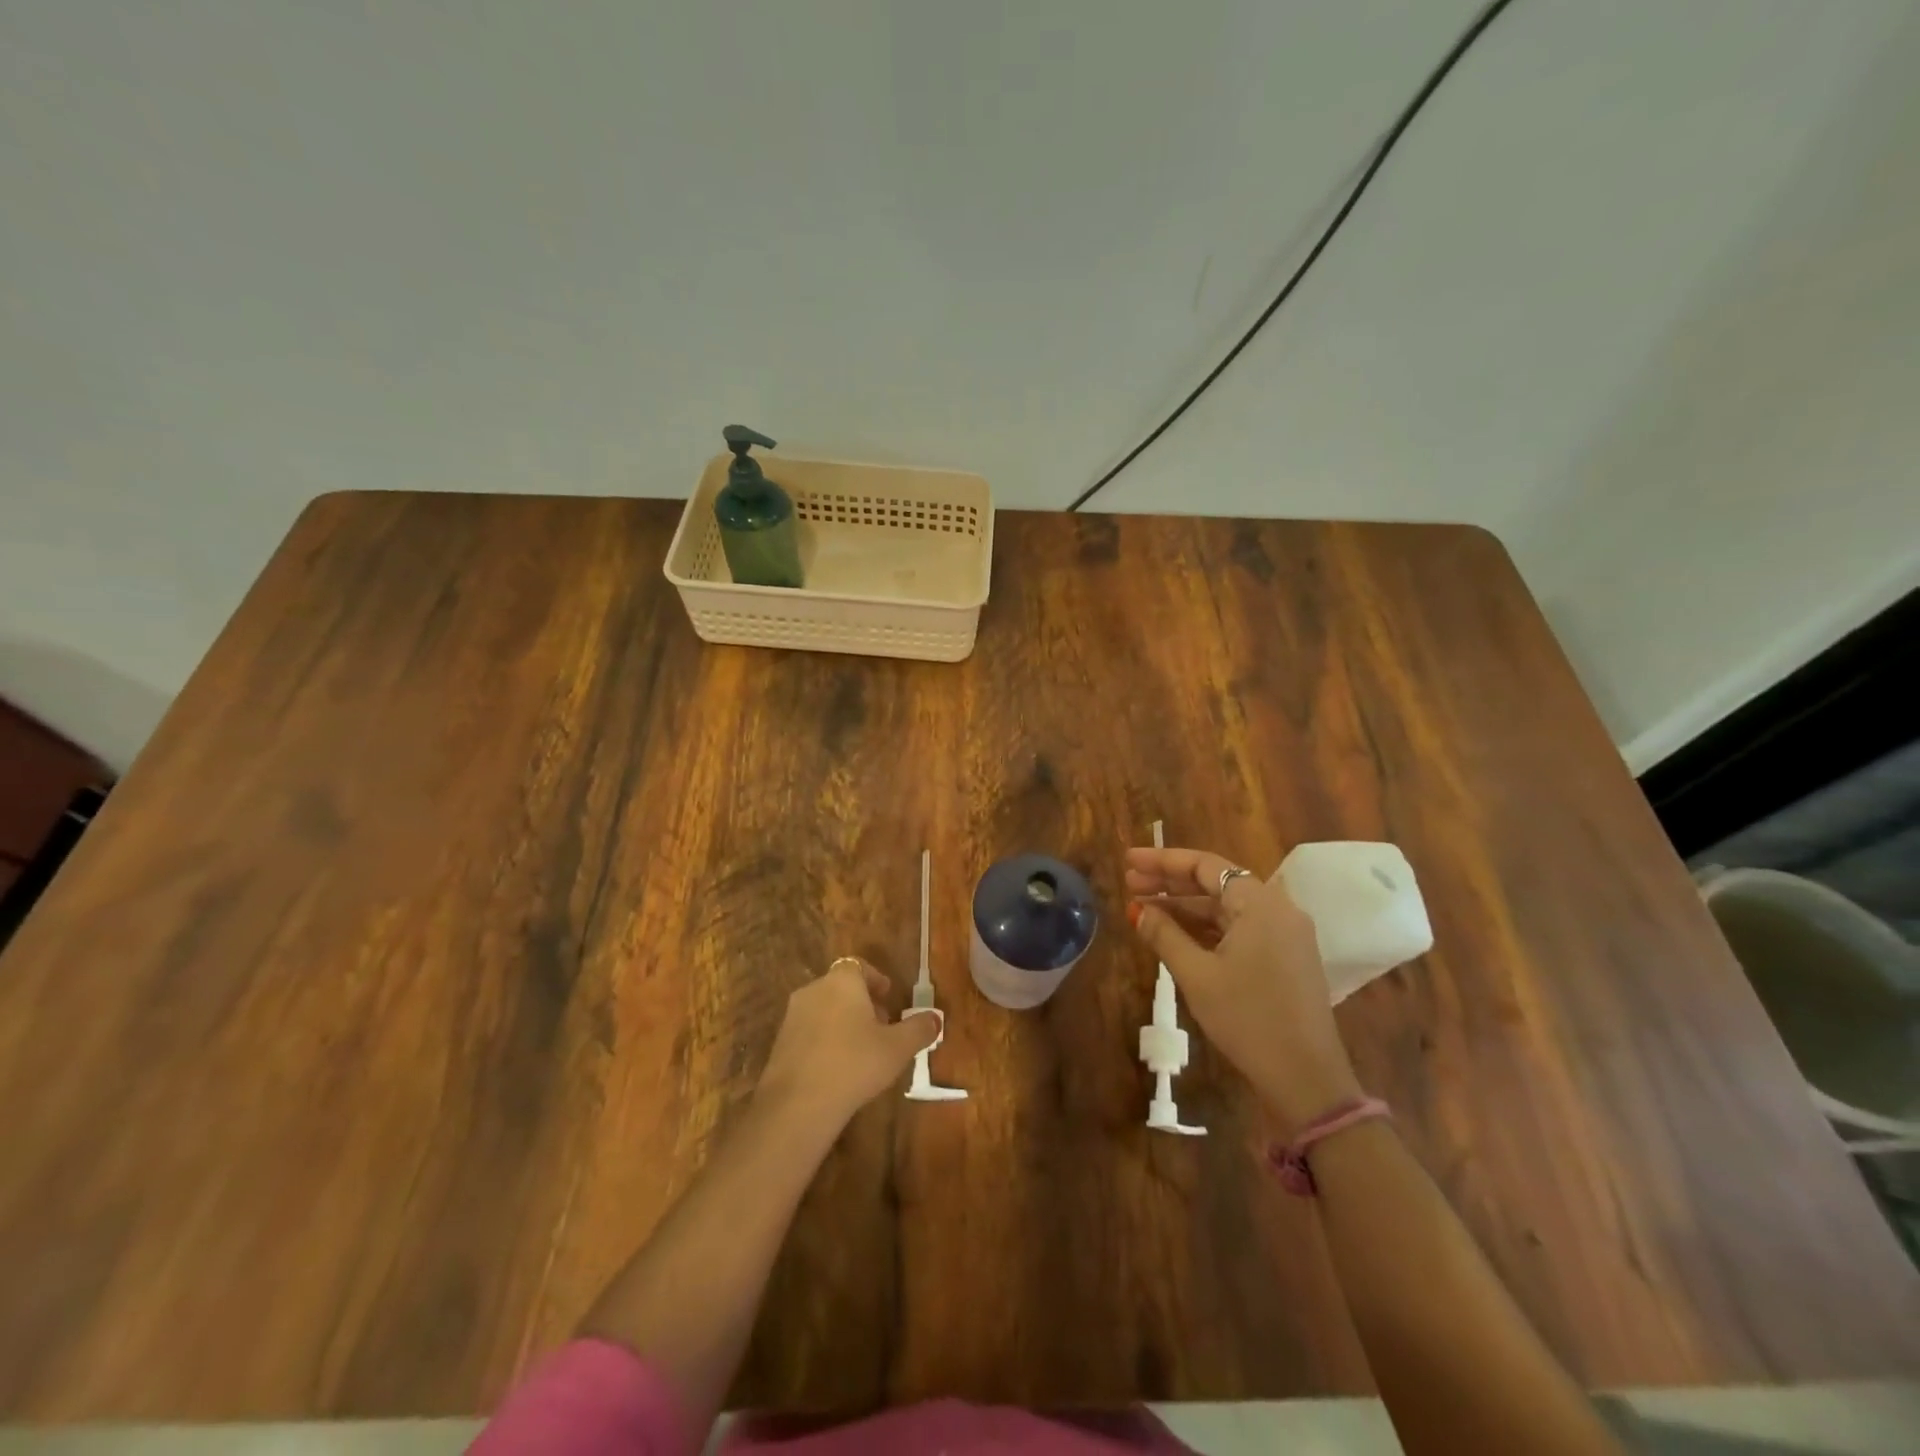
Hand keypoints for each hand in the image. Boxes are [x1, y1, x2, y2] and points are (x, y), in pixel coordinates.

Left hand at [755, 957, 940, 1126]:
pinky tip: (838, 1067)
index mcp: (842, 981)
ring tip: (862, 1050)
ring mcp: (792, 1016)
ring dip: (843, 1021)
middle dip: (863, 1003)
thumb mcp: (898, 1048)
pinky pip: (810, 1031)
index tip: (889, 997)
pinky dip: (825, 1040)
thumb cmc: (855, 1064)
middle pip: (842, 987)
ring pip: (825, 1009)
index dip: (876, 980)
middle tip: (882, 1026)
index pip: (859, 966)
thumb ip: (919, 1029)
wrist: (797, 1104)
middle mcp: (814, 989)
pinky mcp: (780, 1043)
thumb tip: (935, 1018)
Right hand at [1127, 846, 1360, 1128]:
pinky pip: (1239, 929)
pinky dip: (1206, 928)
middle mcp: (1277, 909)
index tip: (1128, 861)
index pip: (1205, 865)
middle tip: (1129, 883)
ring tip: (1143, 908)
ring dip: (1185, 906)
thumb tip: (1137, 910)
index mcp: (1260, 904)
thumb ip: (1164, 935)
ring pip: (1226, 907)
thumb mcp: (1197, 975)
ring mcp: (1284, 935)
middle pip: (1216, 882)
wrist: (1307, 1079)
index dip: (1163, 861)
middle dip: (1170, 882)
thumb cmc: (1248, 1019)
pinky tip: (1176, 934)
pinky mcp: (1285, 958)